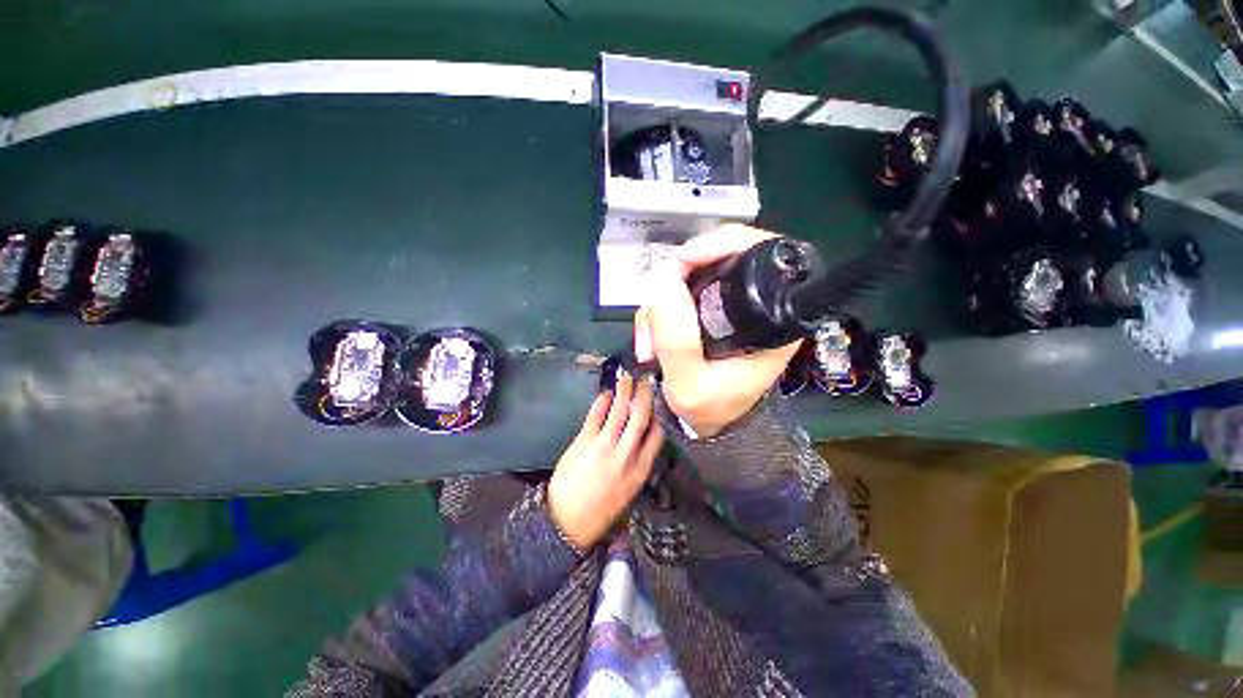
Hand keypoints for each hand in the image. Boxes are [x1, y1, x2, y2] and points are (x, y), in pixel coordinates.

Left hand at [548, 372, 664, 550]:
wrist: (568, 521)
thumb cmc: (601, 509)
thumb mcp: (629, 491)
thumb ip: (638, 463)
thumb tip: (643, 437)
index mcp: (640, 470)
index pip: (657, 435)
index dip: (659, 416)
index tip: (657, 403)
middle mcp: (625, 454)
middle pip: (640, 416)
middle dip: (644, 395)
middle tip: (645, 380)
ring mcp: (604, 445)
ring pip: (619, 410)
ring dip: (624, 391)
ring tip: (627, 378)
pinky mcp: (584, 441)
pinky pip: (596, 414)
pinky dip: (602, 400)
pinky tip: (606, 394)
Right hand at [634, 224, 802, 437]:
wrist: (710, 422)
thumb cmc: (711, 409)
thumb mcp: (689, 386)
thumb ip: (677, 340)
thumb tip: (663, 281)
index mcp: (773, 318)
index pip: (758, 251)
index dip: (717, 245)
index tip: (679, 265)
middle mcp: (758, 303)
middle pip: (717, 258)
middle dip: (675, 282)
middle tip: (652, 318)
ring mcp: (732, 304)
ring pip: (692, 274)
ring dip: (661, 302)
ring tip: (649, 342)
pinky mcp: (713, 309)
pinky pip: (681, 290)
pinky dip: (660, 308)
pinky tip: (653, 337)